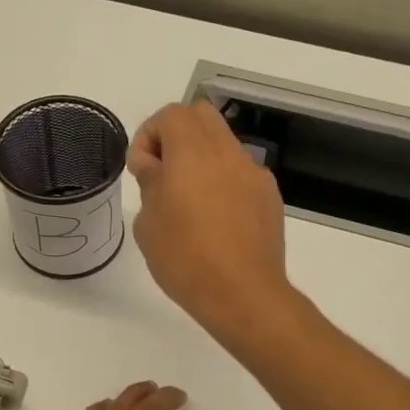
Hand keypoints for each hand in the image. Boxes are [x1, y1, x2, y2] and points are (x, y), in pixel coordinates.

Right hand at [128, 101, 294, 347]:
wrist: (242, 294)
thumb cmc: (185, 259)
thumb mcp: (149, 223)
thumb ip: (150, 183)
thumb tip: (153, 165)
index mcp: (193, 152)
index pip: (171, 115)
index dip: (148, 135)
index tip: (140, 169)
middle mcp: (227, 152)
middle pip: (201, 116)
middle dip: (176, 135)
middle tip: (162, 172)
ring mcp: (254, 173)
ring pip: (223, 143)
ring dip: (201, 157)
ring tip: (188, 199)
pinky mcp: (269, 196)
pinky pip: (240, 172)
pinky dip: (222, 180)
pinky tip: (216, 218)